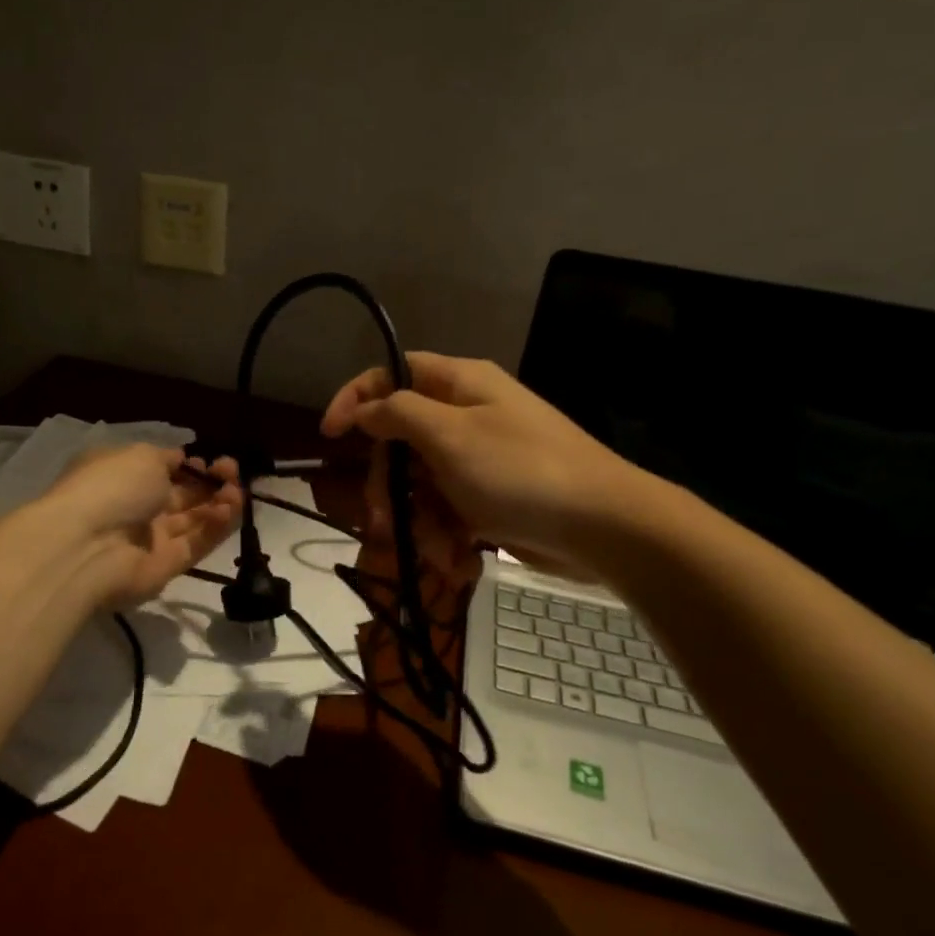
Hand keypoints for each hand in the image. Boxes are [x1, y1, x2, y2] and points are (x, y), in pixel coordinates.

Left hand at [43, 445, 242, 607]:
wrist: (86, 547)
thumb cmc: (110, 488)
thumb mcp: (140, 455)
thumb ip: (166, 458)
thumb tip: (181, 460)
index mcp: (124, 477)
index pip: (164, 471)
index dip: (190, 466)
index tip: (208, 461)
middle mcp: (138, 508)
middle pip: (183, 496)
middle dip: (211, 482)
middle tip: (232, 473)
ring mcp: (152, 539)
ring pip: (194, 520)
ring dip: (220, 503)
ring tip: (237, 492)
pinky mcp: (167, 566)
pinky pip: (197, 544)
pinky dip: (216, 527)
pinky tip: (231, 510)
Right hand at [322, 353, 644, 583]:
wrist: (604, 527)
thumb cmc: (521, 470)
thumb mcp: (450, 436)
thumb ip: (398, 414)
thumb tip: (365, 408)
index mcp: (460, 384)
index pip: (392, 375)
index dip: (355, 399)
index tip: (330, 436)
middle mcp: (467, 416)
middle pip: (401, 440)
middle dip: (389, 484)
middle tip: (382, 519)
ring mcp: (480, 460)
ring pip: (421, 485)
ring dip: (418, 521)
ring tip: (437, 551)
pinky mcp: (491, 499)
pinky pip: (449, 512)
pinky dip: (446, 537)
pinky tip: (458, 560)